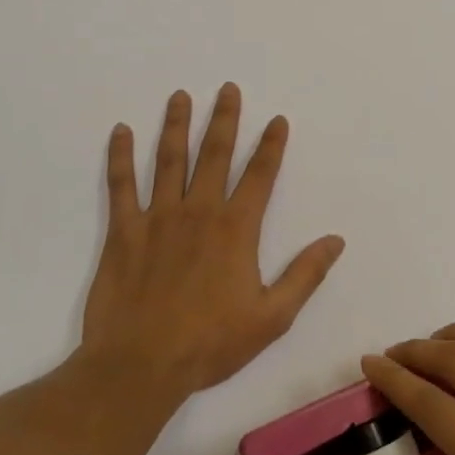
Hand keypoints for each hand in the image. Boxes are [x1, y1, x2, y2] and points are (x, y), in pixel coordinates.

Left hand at [82, 84, 343, 401]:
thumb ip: (305, 275)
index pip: (260, 176)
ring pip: (168, 161)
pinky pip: (121, 186)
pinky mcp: (123, 232)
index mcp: (236, 230)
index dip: (271, 146)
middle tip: (228, 89)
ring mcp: (157, 218)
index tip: (277, 120)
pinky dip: (120, 157)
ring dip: (176, 126)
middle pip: (214, 155)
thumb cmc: (211, 343)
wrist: (141, 365)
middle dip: (224, 120)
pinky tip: (120, 131)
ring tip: (180, 96)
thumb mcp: (272, 316)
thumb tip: (335, 240)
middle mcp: (198, 212)